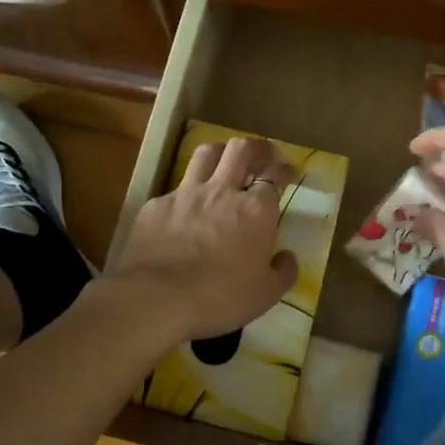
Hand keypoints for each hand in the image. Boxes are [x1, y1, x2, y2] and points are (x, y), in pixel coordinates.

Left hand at [107, 137, 298, 344]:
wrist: (156, 298)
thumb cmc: (220, 298)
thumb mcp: (266, 294)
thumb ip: (283, 272)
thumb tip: (287, 257)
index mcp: (256, 211)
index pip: (274, 175)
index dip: (283, 169)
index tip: (287, 171)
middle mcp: (222, 192)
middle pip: (240, 149)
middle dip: (255, 147)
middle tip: (261, 154)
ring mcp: (186, 194)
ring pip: (206, 154)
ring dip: (220, 152)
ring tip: (224, 161)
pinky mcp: (156, 205)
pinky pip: (175, 188)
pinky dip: (186, 192)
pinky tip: (185, 208)